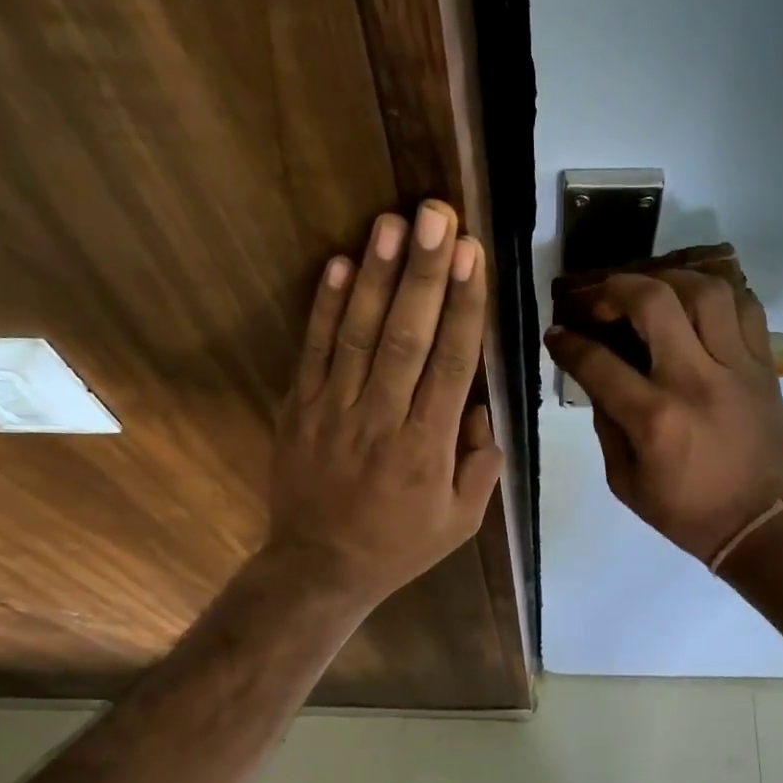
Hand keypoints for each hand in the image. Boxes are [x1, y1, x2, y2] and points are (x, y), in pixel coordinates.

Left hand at [267, 201, 500, 607]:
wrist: (320, 567)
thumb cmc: (398, 545)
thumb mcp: (461, 522)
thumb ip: (481, 465)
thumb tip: (481, 408)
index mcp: (428, 447)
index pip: (452, 364)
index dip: (464, 306)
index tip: (474, 256)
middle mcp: (383, 419)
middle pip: (407, 336)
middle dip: (425, 272)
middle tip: (437, 215)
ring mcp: (335, 410)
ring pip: (359, 334)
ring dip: (378, 276)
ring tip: (392, 222)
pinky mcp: (301, 408)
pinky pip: (314, 352)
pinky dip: (326, 307)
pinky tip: (341, 264)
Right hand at [545, 271, 782, 562]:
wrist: (760, 524)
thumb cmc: (686, 512)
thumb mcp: (625, 482)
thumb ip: (606, 425)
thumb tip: (596, 378)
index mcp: (653, 418)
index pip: (598, 361)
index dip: (567, 343)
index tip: (557, 334)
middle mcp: (694, 380)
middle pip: (654, 302)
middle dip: (616, 289)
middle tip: (602, 301)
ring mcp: (736, 367)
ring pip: (706, 290)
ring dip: (670, 280)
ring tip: (652, 292)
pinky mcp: (765, 366)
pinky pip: (747, 307)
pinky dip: (718, 294)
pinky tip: (697, 305)